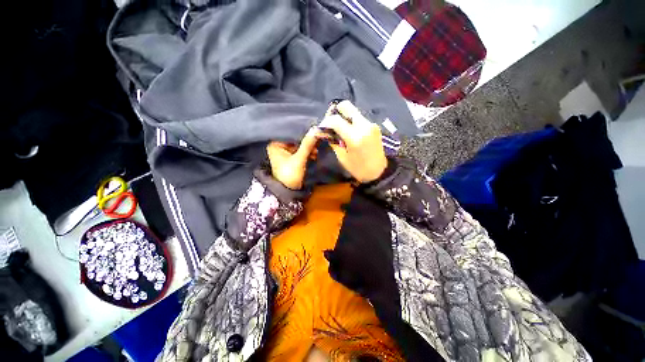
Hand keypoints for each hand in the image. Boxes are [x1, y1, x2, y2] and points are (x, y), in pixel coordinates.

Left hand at [267, 127, 319, 189]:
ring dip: (309, 149)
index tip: (315, 133)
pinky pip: (300, 152)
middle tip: (318, 144)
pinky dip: (307, 154)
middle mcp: (279, 147)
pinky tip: (314, 155)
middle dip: (307, 143)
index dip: (304, 134)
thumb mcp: (299, 159)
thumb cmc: (289, 175)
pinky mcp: (291, 159)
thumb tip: (315, 130)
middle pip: (296, 141)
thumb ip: (307, 145)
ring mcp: (285, 154)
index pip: (291, 134)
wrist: (288, 192)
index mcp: (275, 145)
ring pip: (300, 147)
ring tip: (316, 152)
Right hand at [320, 100, 386, 182]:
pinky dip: (352, 121)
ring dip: (344, 117)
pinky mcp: (374, 126)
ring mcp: (371, 124)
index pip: (336, 120)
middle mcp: (364, 126)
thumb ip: (333, 142)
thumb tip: (325, 132)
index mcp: (355, 137)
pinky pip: (359, 118)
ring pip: (353, 111)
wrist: (379, 172)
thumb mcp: (342, 158)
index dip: (326, 121)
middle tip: (331, 122)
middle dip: (336, 111)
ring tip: (340, 129)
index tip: (322, 127)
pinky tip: (349, 131)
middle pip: (347, 106)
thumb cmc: (359, 169)